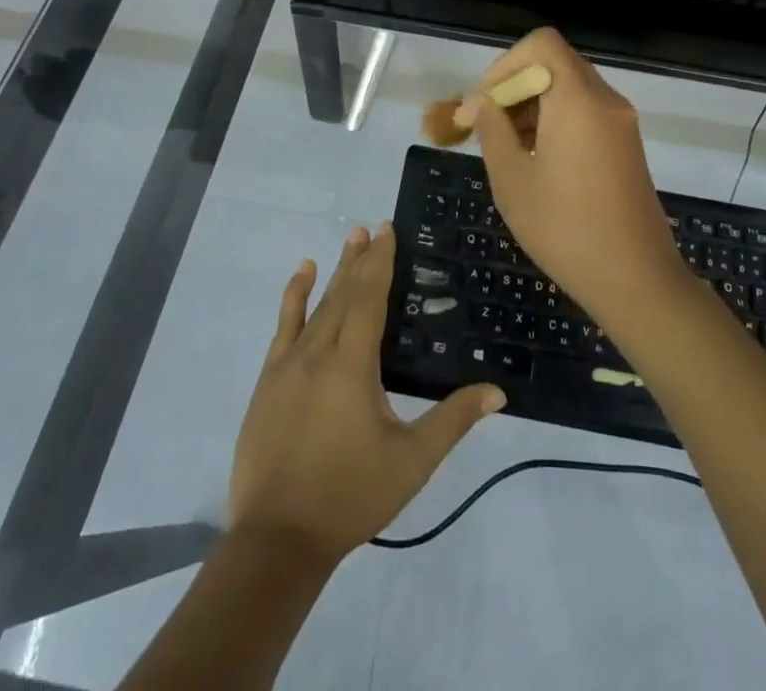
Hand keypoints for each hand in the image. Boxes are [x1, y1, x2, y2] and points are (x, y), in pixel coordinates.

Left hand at [228, 224, 504, 565]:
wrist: (277, 539)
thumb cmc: (350, 495)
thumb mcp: (411, 461)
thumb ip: (454, 421)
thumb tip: (497, 391)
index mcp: (353, 363)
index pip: (370, 297)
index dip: (381, 261)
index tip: (388, 229)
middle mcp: (319, 351)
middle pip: (344, 293)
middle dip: (360, 259)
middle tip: (371, 226)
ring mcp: (288, 364)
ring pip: (316, 304)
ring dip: (334, 270)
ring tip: (348, 238)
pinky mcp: (268, 380)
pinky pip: (284, 326)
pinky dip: (293, 296)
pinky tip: (302, 275)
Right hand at [465, 28, 693, 332]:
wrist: (637, 280)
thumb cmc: (566, 229)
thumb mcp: (513, 180)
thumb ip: (491, 130)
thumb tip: (478, 102)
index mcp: (578, 100)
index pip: (541, 44)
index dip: (506, 64)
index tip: (485, 104)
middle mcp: (605, 100)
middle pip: (554, 64)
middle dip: (515, 87)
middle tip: (487, 126)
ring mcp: (621, 122)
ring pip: (569, 88)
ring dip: (533, 105)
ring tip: (507, 148)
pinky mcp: (626, 144)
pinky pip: (586, 111)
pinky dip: (556, 119)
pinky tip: (537, 160)